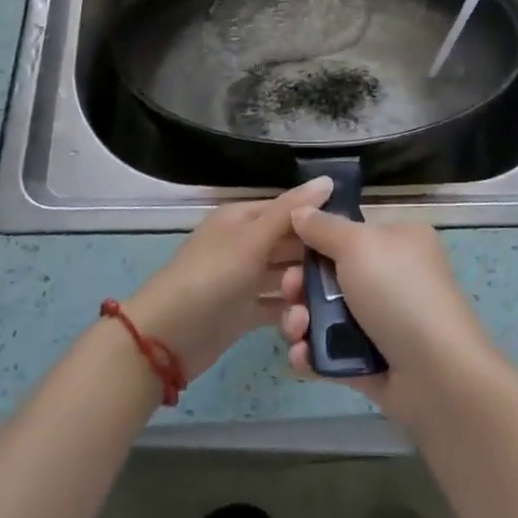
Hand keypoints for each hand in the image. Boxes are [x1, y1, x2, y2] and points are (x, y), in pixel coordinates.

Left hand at [122, 177, 329, 383]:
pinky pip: (275, 305)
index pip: (288, 209)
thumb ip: (290, 211)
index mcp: (242, 218)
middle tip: (348, 271)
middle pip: (289, 242)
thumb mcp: (252, 239)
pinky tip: (314, 320)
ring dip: (305, 285)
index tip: (351, 231)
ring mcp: (243, 279)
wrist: (166, 338)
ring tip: (334, 300)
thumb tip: (327, 179)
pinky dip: (292, 311)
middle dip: (314, 254)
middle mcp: (244, 244)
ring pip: (284, 275)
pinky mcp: (244, 312)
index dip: (317, 216)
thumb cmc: (211, 277)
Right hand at [277, 210, 504, 427]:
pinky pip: (332, 352)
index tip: (287, 250)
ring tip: (296, 330)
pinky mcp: (372, 361)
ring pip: (326, 315)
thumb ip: (324, 227)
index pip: (349, 233)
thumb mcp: (359, 245)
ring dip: (301, 321)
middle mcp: (392, 277)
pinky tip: (301, 357)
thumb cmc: (398, 291)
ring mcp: (382, 322)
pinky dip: (312, 354)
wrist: (435, 372)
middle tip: (289, 292)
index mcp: (398, 241)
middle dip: (301, 285)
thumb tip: (299, 210)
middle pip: (331, 275)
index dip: (315, 240)